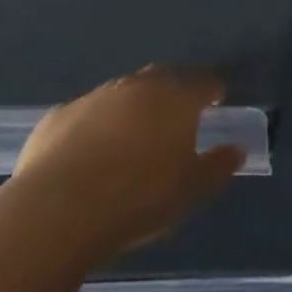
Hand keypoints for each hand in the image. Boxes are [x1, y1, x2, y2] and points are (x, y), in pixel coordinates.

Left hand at [9, 66, 244, 263]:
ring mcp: (95, 97)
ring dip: (133, 107)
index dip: (213, 90)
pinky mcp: (57, 117)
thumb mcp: (191, 189)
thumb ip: (218, 166)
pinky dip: (95, 126)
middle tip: (178, 115)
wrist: (55, 213)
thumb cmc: (138, 198)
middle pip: (164, 78)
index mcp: (177, 96)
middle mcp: (138, 85)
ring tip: (134, 136)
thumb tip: (237, 150)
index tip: (217, 101)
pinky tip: (90, 153)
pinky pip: (86, 114)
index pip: (205, 81)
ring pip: (124, 93)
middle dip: (174, 91)